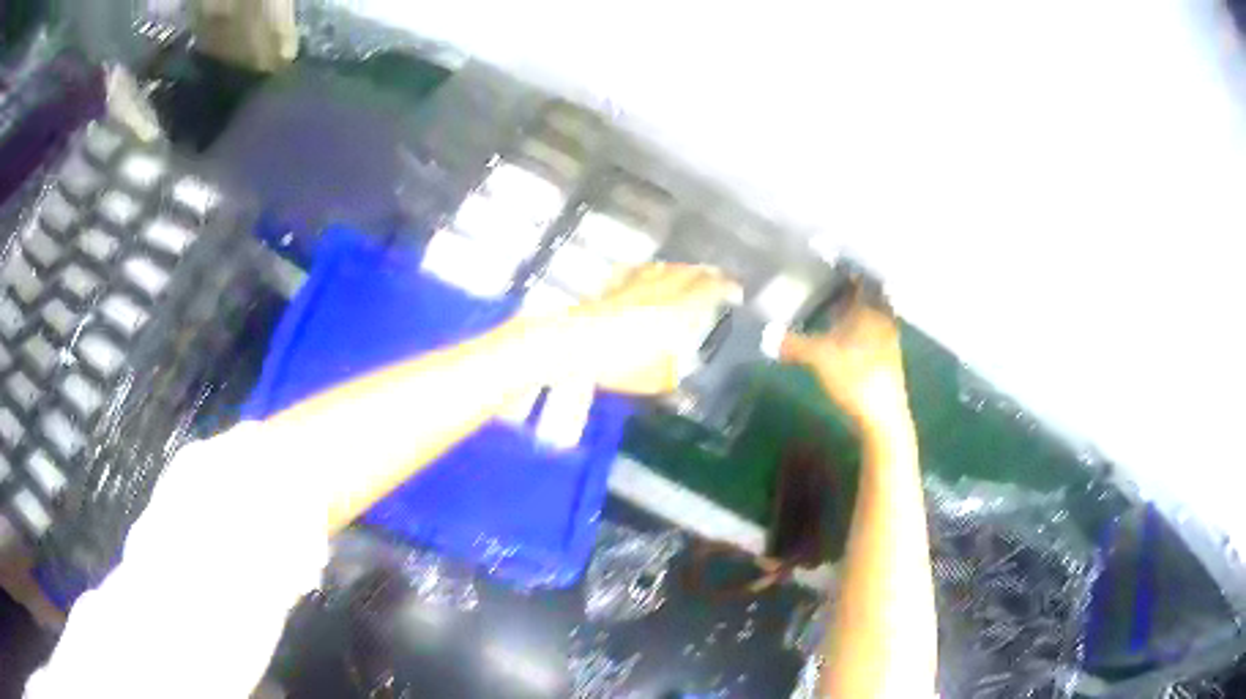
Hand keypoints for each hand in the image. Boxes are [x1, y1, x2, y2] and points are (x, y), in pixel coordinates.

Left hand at [569, 263, 739, 394]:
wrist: (574, 345)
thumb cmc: (620, 363)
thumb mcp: (653, 378)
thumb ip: (670, 377)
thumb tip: (684, 390)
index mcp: (679, 310)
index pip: (709, 291)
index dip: (726, 288)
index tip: (737, 289)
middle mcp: (660, 291)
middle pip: (689, 274)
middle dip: (707, 275)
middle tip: (718, 278)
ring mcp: (634, 285)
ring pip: (664, 269)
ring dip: (680, 270)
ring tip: (688, 273)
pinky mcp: (612, 287)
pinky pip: (635, 272)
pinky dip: (647, 271)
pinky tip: (646, 270)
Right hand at [780, 285, 910, 430]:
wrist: (883, 418)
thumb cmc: (856, 379)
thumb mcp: (820, 358)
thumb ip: (794, 344)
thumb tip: (766, 334)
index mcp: (872, 310)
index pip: (862, 280)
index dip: (848, 271)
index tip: (830, 264)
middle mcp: (883, 320)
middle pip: (867, 297)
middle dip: (849, 291)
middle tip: (826, 284)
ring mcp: (887, 341)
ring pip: (870, 316)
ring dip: (853, 311)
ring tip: (831, 308)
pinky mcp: (885, 360)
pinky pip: (870, 333)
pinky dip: (856, 329)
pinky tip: (842, 337)